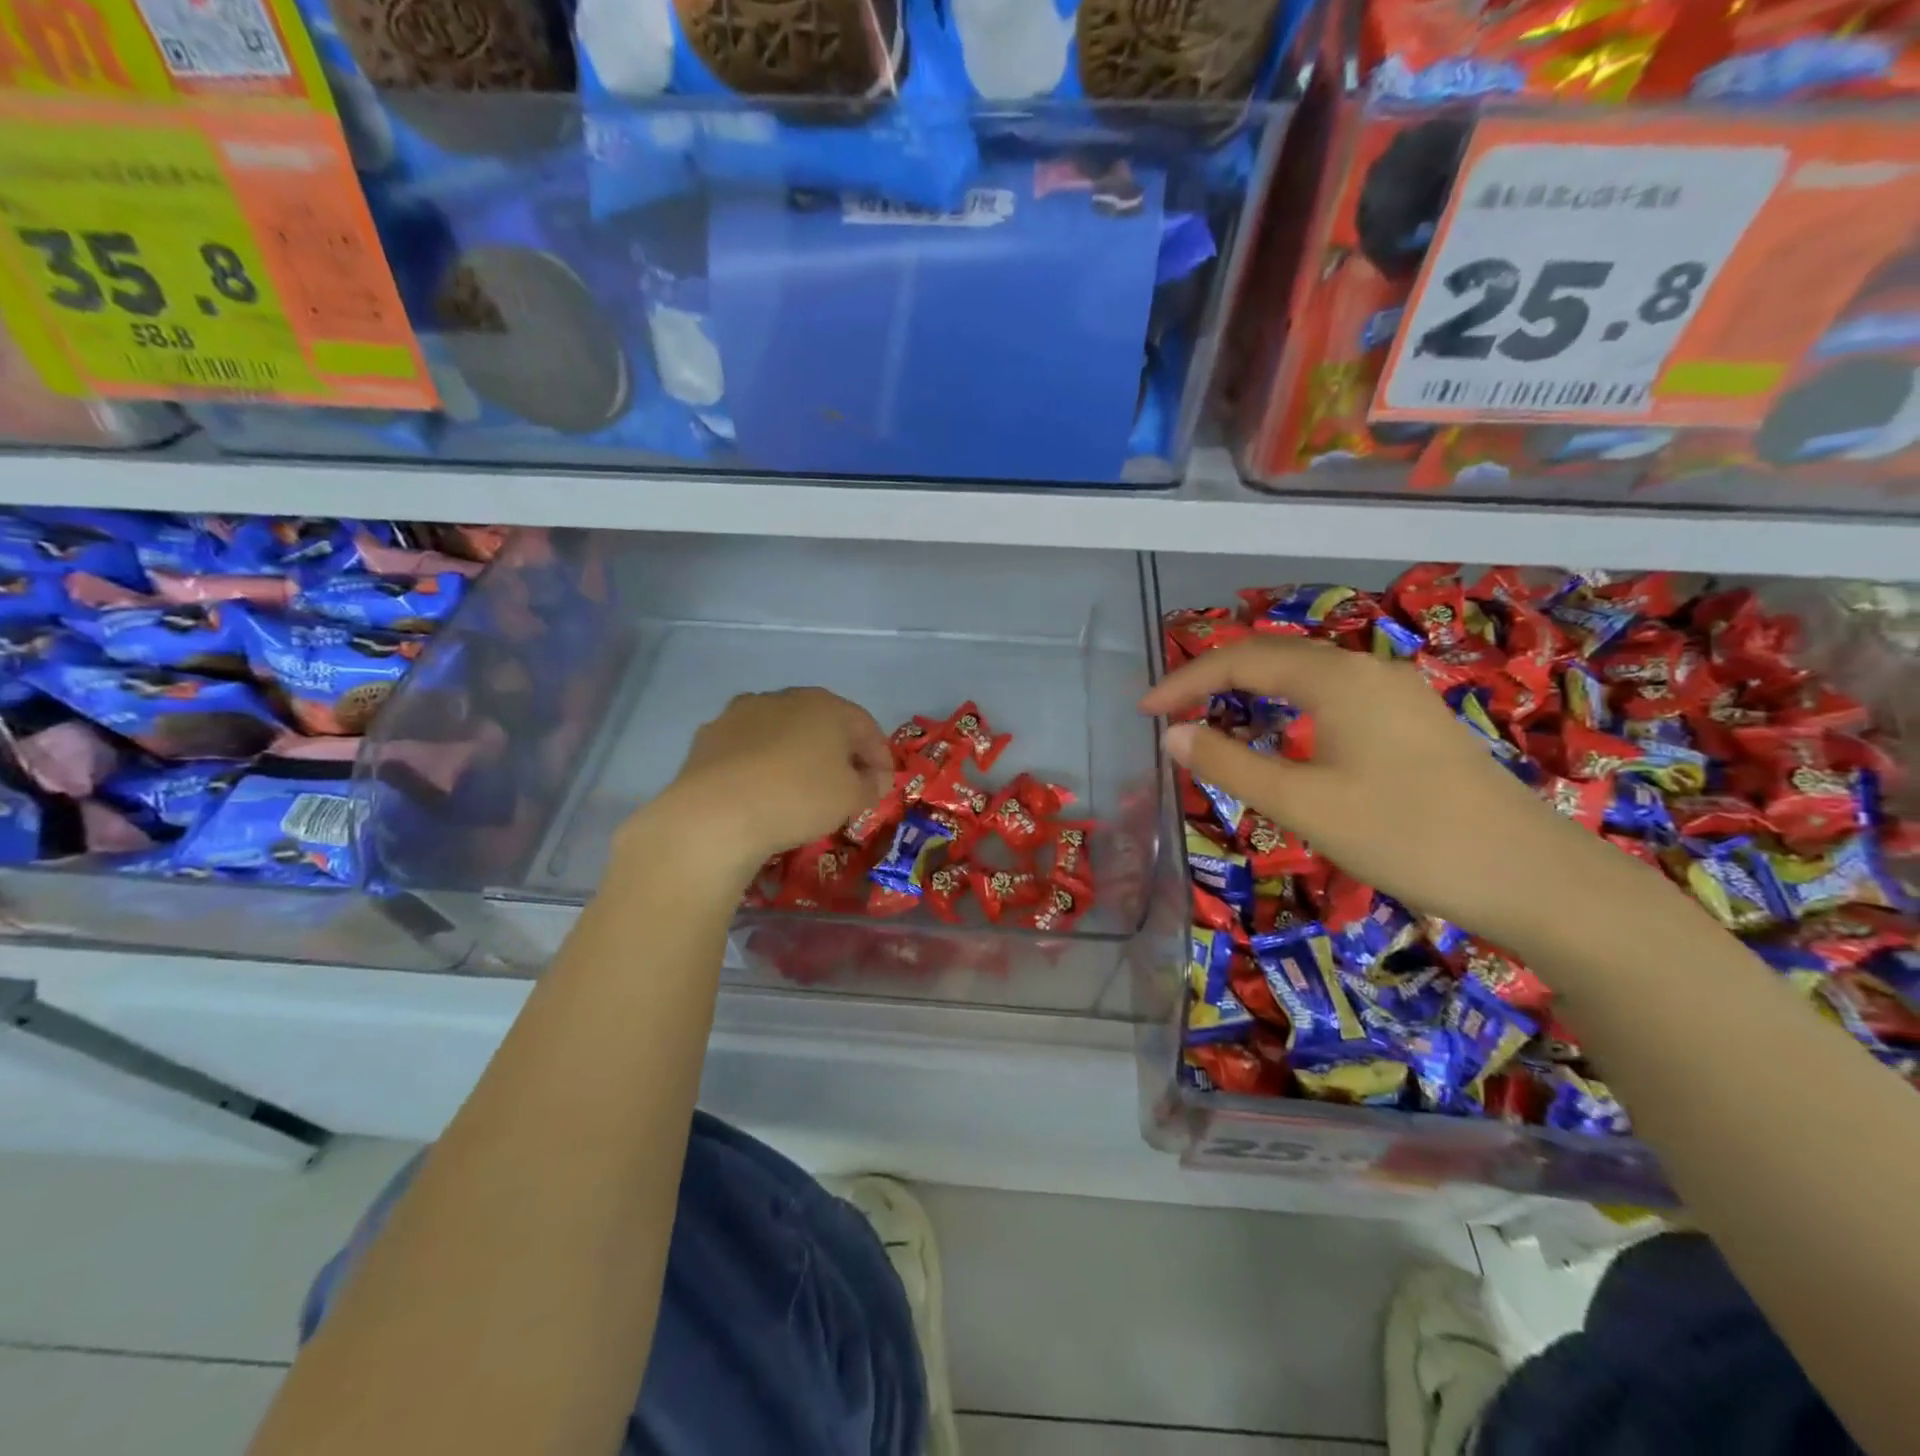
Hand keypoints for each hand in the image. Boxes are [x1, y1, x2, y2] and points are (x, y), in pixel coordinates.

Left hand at [640, 687, 892, 874]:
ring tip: (801, 786)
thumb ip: (870, 786)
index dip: (879, 756)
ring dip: (797, 753)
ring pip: (782, 732)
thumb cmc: (799, 797)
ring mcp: (741, 713)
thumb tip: (873, 780)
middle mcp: (784, 698)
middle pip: (823, 723)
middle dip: (838, 751)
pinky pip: (749, 748)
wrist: (716, 813)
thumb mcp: (851, 798)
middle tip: (847, 783)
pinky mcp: (709, 736)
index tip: (883, 784)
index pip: (865, 726)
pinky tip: (762, 789)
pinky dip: (761, 763)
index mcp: (826, 705)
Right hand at [1140, 637, 1626, 946]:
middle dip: (1213, 679)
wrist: (1532, 877)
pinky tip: (1281, 739)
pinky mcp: (1413, 722)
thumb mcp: (1302, 804)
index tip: (1144, 711)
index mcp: (1335, 678)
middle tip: (1170, 713)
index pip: (1239, 661)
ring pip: (1304, 676)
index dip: (1184, 680)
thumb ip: (1229, 764)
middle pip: (1272, 658)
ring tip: (1211, 721)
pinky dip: (1287, 709)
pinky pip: (1331, 697)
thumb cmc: (1405, 835)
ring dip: (1250, 693)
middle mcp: (1365, 670)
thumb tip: (1171, 733)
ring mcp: (1396, 693)